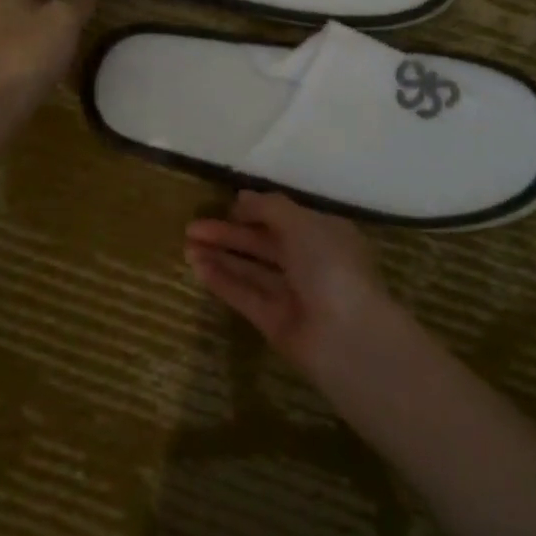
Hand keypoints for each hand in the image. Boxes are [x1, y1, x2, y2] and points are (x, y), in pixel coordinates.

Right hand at [184, 192, 387, 376]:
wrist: (348, 338)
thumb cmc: (330, 267)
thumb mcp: (302, 224)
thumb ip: (269, 209)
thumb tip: (242, 197)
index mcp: (325, 234)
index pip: (285, 218)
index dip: (255, 211)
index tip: (225, 206)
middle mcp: (310, 263)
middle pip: (263, 244)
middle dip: (230, 233)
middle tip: (191, 227)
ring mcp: (293, 295)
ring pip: (252, 270)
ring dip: (221, 256)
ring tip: (186, 245)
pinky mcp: (275, 323)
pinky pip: (246, 296)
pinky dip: (223, 281)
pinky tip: (197, 267)